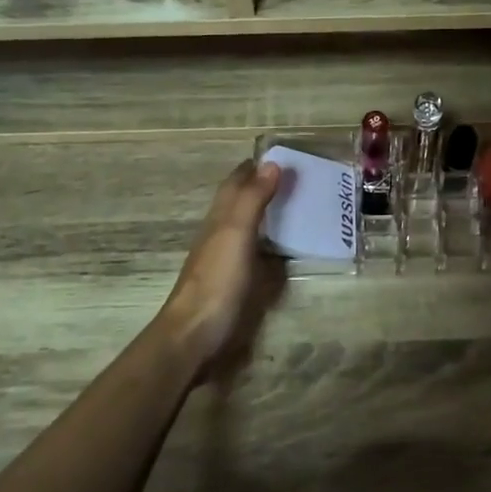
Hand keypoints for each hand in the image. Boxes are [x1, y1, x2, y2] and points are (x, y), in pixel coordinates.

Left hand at [158, 160, 285, 377]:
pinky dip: (268, 244)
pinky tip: (281, 250)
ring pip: (245, 228)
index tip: (279, 156)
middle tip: (295, 180)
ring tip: (296, 209)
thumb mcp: (236, 234)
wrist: (194, 335)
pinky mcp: (233, 285)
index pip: (235, 184)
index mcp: (219, 219)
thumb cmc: (217, 281)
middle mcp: (219, 235)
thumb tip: (271, 163)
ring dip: (265, 215)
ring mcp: (225, 261)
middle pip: (239, 203)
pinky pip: (254, 254)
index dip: (253, 168)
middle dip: (261, 188)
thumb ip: (253, 200)